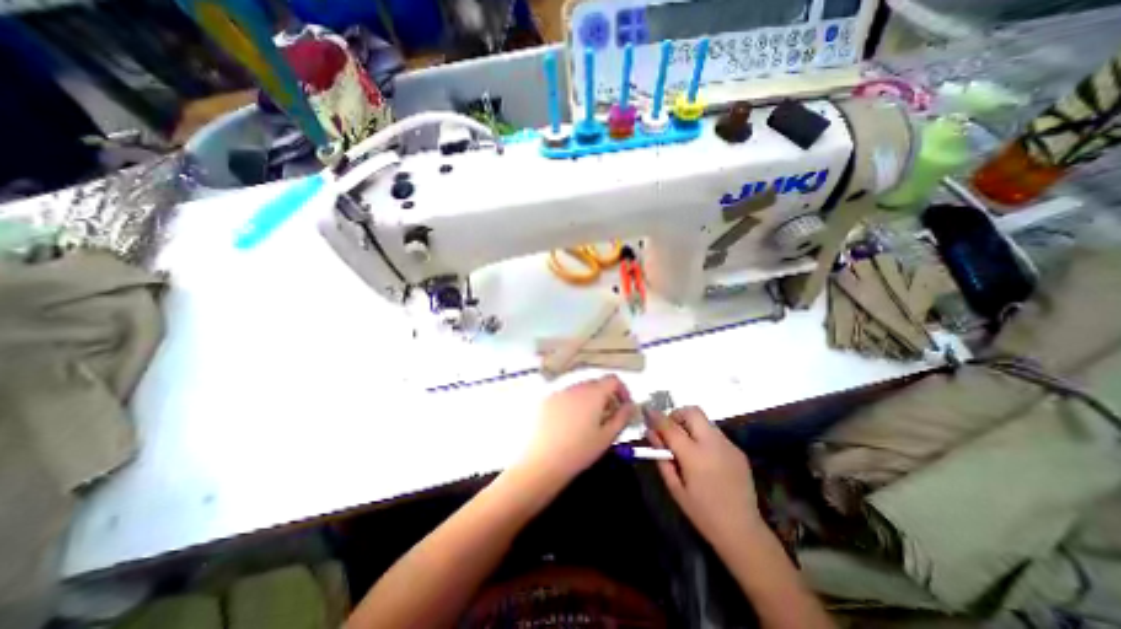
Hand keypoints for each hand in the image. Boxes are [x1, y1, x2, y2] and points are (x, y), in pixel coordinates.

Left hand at [514, 376, 629, 489]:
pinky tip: (570, 424)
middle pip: (596, 384)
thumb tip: (631, 405)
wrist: (540, 462)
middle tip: (608, 418)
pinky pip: (565, 396)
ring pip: (580, 390)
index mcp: (593, 393)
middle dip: (606, 397)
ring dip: (589, 400)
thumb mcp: (606, 437)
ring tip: (589, 423)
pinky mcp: (546, 400)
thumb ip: (622, 418)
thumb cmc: (578, 451)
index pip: (613, 380)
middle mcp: (575, 387)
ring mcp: (559, 392)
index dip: (622, 391)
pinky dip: (573, 404)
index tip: (624, 407)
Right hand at [643, 407, 767, 550]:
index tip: (647, 412)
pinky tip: (704, 456)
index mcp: (694, 456)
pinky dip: (704, 436)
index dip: (656, 416)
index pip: (670, 426)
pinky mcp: (738, 450)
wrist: (743, 531)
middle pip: (692, 412)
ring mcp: (728, 445)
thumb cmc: (702, 513)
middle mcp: (713, 444)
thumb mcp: (675, 487)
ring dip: (691, 425)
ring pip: (705, 421)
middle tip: (670, 429)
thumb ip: (661, 457)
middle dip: (677, 414)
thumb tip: (651, 434)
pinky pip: (716, 433)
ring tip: (686, 444)